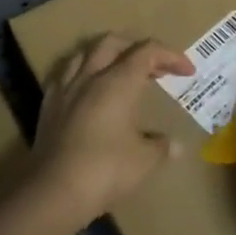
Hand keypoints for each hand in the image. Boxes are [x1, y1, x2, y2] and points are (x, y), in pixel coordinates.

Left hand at [29, 34, 193, 228]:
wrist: (52, 192)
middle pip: (114, 42)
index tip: (187, 72)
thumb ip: (161, 147)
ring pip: (85, 52)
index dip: (171, 56)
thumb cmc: (105, 170)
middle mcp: (91, 76)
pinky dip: (82, 73)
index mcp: (119, 81)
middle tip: (154, 68)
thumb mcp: (144, 160)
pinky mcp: (48, 106)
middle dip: (137, 47)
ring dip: (107, 54)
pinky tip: (87, 90)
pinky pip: (65, 74)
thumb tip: (175, 145)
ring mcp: (66, 89)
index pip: (148, 52)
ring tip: (119, 71)